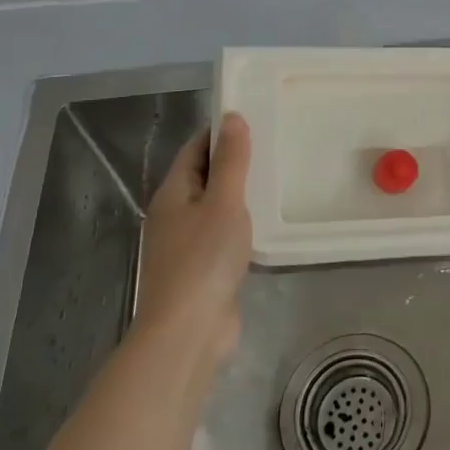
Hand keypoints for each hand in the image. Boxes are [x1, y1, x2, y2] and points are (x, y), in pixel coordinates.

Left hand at [132, 112, 252, 365]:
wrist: (188, 332)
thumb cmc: (203, 260)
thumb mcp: (223, 202)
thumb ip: (230, 161)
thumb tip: (232, 117)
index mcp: (172, 194)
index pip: (195, 149)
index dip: (220, 132)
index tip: (254, 119)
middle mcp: (173, 215)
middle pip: (203, 177)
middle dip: (233, 161)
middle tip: (274, 146)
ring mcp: (185, 245)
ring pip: (213, 207)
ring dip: (239, 194)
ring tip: (276, 180)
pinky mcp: (201, 271)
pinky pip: (221, 234)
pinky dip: (241, 224)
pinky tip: (265, 224)